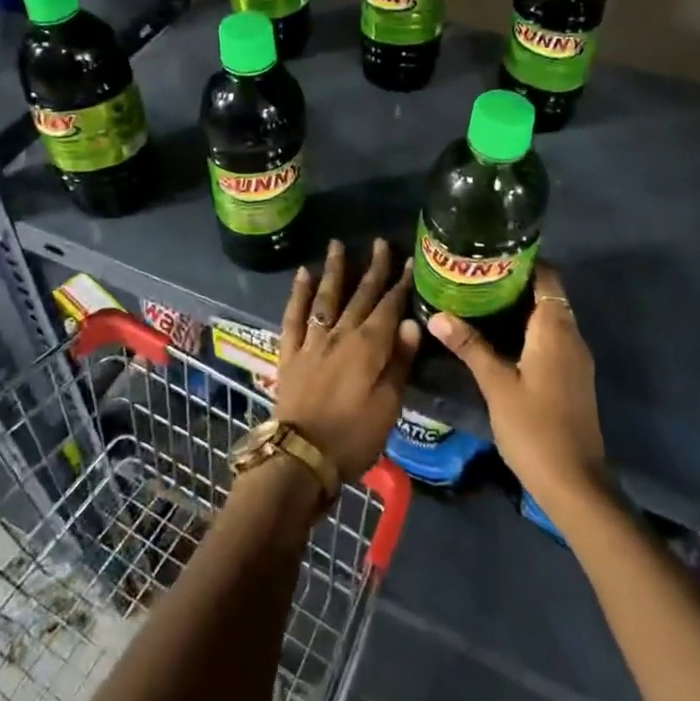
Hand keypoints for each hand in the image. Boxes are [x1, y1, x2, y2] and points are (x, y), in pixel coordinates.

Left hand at [274, 238, 418, 482]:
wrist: (300, 458)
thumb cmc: (352, 437)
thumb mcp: (388, 406)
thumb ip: (398, 362)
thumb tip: (410, 324)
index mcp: (368, 347)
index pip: (389, 308)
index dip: (400, 285)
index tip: (408, 261)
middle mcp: (340, 335)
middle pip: (360, 296)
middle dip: (372, 269)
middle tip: (380, 242)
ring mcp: (312, 342)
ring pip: (325, 298)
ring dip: (334, 271)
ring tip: (337, 244)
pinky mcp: (290, 354)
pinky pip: (293, 316)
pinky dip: (298, 294)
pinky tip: (302, 275)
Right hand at [425, 263, 608, 518]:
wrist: (574, 482)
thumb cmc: (534, 427)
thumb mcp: (496, 384)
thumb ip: (469, 346)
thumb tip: (436, 314)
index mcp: (555, 328)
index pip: (546, 276)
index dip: (522, 261)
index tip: (489, 253)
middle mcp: (570, 335)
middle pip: (546, 294)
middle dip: (513, 282)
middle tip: (473, 275)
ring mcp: (574, 358)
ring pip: (547, 317)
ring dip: (518, 306)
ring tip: (478, 299)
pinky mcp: (571, 377)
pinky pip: (549, 337)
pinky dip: (526, 328)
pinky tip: (497, 336)